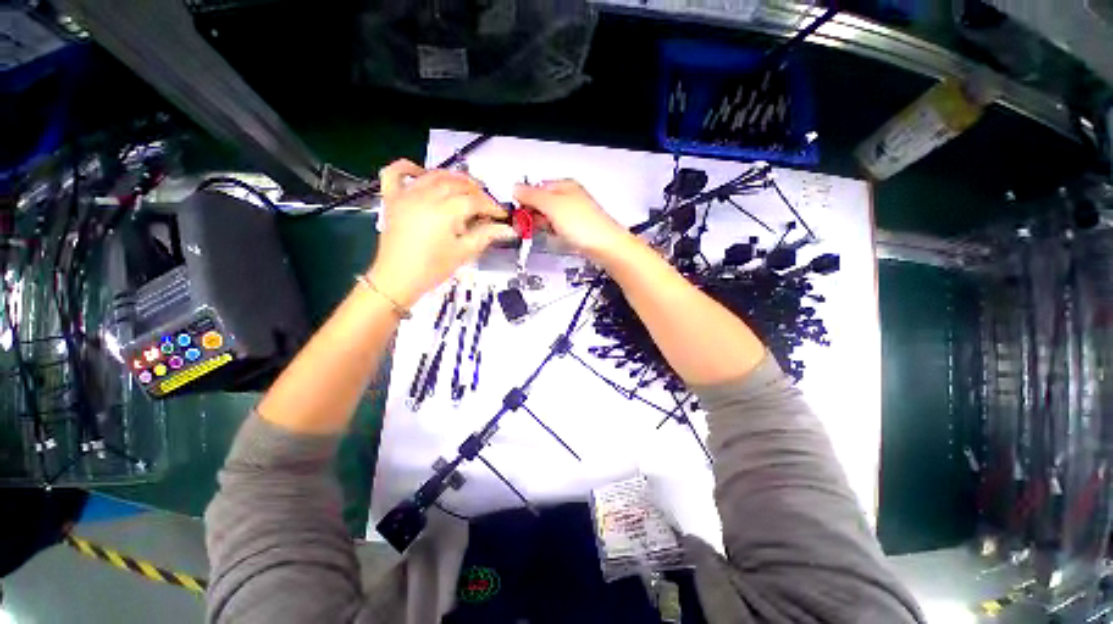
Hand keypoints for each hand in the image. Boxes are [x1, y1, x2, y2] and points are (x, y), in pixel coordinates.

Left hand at [368, 160, 515, 307]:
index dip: (491, 205)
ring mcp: (406, 195)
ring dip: (454, 177)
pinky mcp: (392, 198)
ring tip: (467, 189)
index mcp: (443, 212)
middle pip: (457, 183)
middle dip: (477, 191)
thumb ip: (486, 235)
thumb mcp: (463, 253)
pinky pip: (396, 172)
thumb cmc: (431, 269)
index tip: (501, 214)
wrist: (397, 279)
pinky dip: (409, 167)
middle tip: (487, 204)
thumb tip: (508, 229)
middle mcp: (424, 197)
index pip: (474, 200)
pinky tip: (422, 173)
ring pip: (434, 174)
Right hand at [513, 180, 632, 265]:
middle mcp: (570, 197)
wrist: (606, 247)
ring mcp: (574, 215)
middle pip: (542, 203)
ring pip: (550, 218)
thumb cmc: (584, 226)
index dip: (525, 201)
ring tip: (548, 232)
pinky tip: (557, 239)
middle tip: (531, 226)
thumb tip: (516, 188)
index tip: (519, 214)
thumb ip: (532, 196)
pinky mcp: (577, 230)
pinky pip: (559, 229)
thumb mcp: (552, 206)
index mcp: (564, 185)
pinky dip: (555, 234)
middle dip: (535, 215)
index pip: (535, 188)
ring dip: (544, 226)